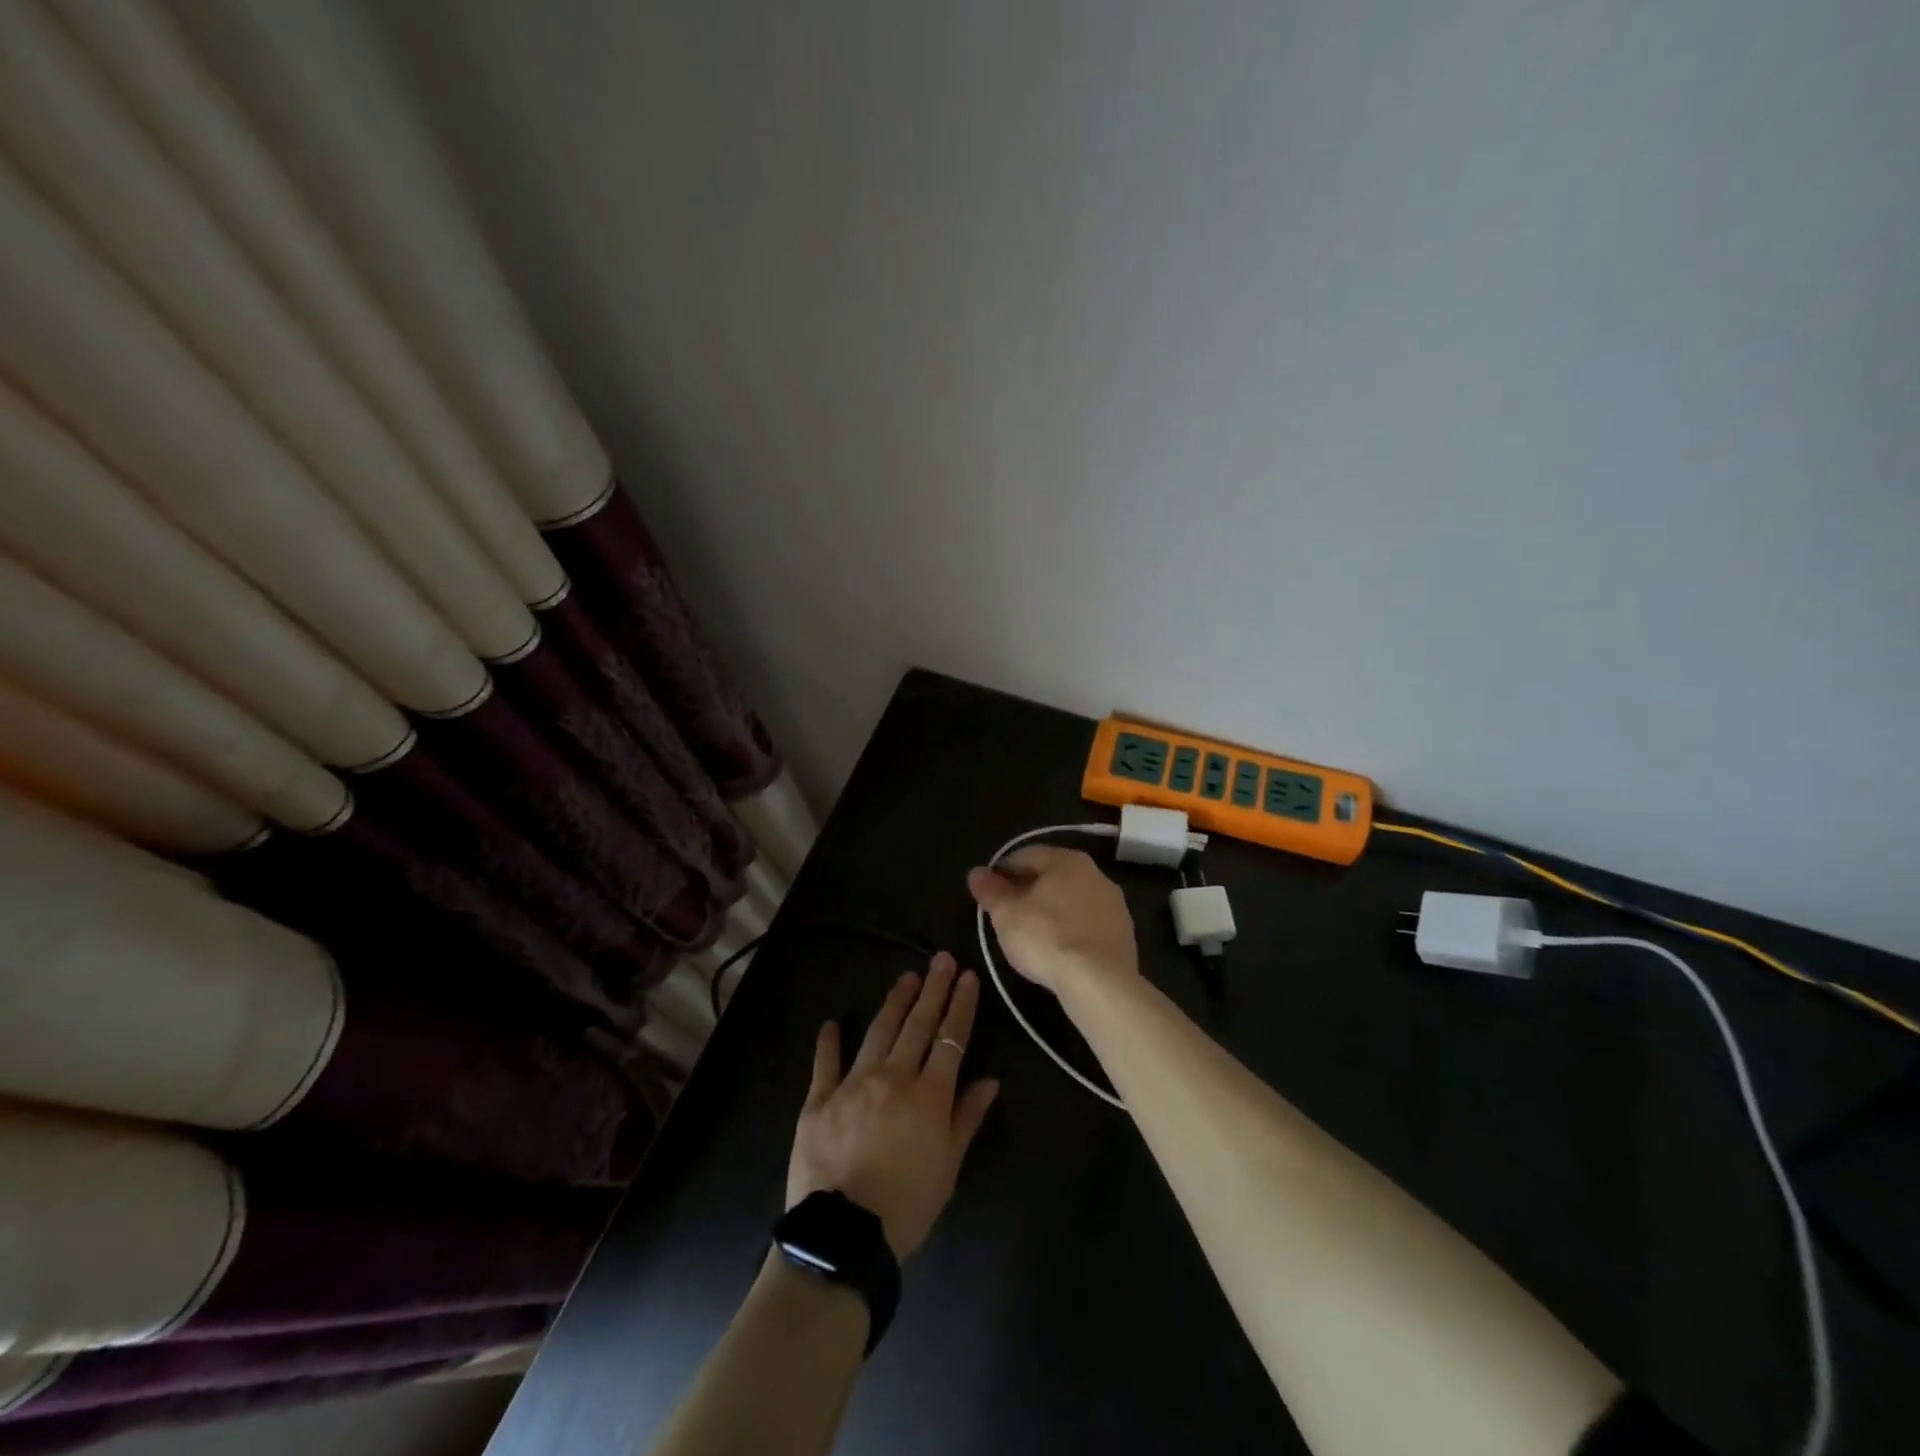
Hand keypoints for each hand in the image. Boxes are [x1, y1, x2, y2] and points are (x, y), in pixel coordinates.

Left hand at [787, 952, 999, 1259]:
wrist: (842, 1237)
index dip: (961, 1005)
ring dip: (894, 1002)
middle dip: (932, 989)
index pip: (950, 1039)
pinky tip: (831, 1024)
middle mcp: (892, 1077)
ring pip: (878, 1032)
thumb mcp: (948, 1168)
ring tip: (906, 978)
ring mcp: (852, 1084)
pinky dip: (828, 1042)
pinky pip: (825, 1063)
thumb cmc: (906, 1206)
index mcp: (928, 1095)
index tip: (968, 976)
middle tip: (940, 959)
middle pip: (917, 1024)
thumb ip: (967, 1118)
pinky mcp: (818, 1100)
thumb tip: (990, 1080)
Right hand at [966, 846, 1138, 997]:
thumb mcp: (1006, 914)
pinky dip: (1070, 929)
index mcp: (1067, 860)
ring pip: (1072, 899)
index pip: (1026, 855)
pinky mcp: (1124, 934)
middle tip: (1006, 911)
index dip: (1002, 870)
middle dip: (1028, 889)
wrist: (1100, 982)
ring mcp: (1114, 904)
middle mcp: (1095, 874)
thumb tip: (976, 873)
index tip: (988, 890)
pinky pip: (1088, 923)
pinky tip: (1058, 949)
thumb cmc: (1046, 937)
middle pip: (1052, 876)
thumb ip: (990, 890)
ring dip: (1051, 909)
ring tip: (1031, 933)